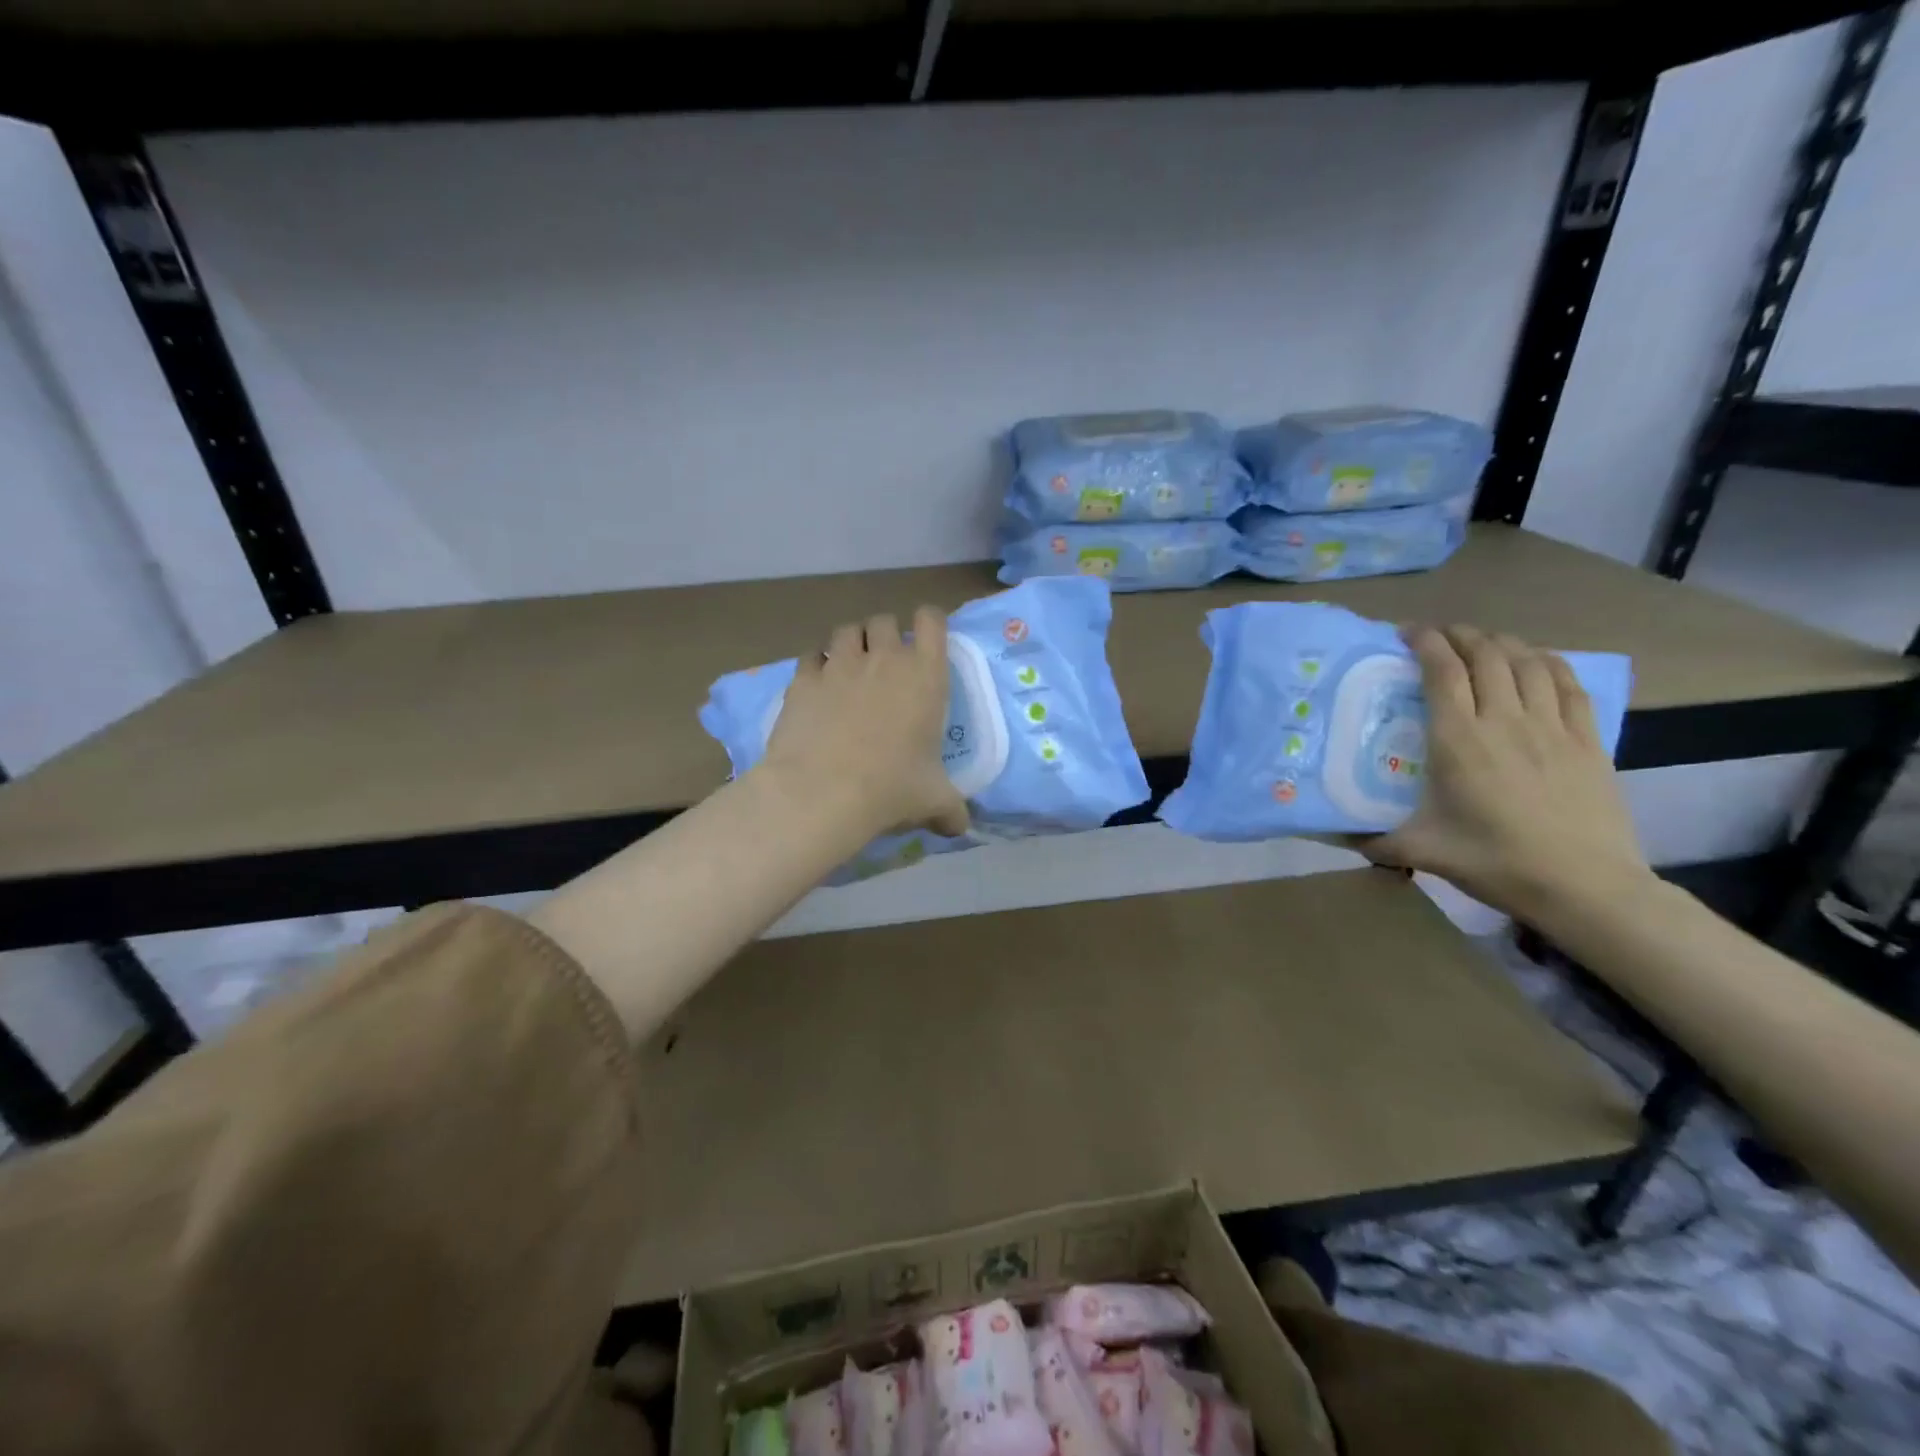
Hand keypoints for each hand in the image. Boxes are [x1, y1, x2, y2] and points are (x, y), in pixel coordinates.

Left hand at [759, 608, 969, 840]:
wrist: (823, 792)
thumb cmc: (891, 789)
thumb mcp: (932, 801)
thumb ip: (950, 810)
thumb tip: (960, 828)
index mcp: (926, 675)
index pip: (931, 620)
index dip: (928, 622)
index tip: (925, 640)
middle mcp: (884, 659)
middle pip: (884, 620)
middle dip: (885, 635)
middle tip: (884, 664)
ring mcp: (840, 664)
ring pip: (846, 630)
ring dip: (851, 643)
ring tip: (849, 668)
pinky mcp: (803, 679)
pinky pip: (811, 656)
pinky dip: (816, 664)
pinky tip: (817, 687)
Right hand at [1360, 625, 1650, 918]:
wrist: (1583, 886)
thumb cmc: (1494, 862)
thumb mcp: (1420, 851)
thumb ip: (1373, 839)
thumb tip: (1332, 836)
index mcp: (1459, 741)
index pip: (1442, 671)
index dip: (1425, 642)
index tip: (1407, 633)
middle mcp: (1505, 721)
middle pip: (1486, 655)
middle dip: (1461, 635)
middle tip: (1440, 635)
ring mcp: (1552, 727)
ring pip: (1528, 662)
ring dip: (1502, 643)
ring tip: (1483, 643)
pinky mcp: (1587, 740)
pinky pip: (1569, 684)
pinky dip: (1548, 662)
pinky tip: (1536, 661)